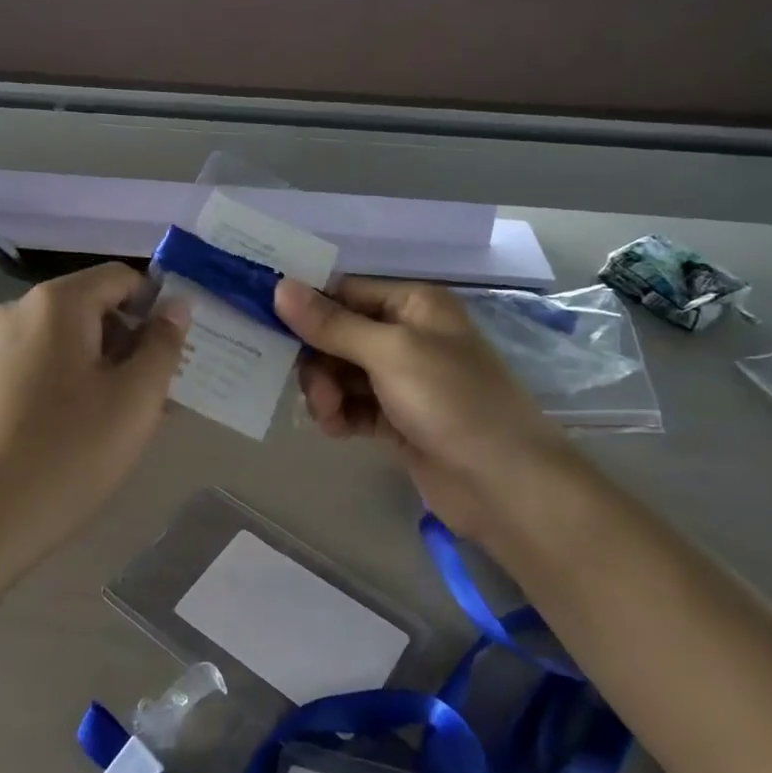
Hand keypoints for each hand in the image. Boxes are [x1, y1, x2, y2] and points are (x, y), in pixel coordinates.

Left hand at [0, 263, 188, 588]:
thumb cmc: (65, 456)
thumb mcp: (134, 401)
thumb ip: (163, 344)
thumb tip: (176, 305)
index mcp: (55, 304)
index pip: (121, 278)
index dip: (155, 308)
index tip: (167, 358)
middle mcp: (12, 311)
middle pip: (87, 308)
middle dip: (124, 344)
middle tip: (146, 400)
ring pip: (57, 342)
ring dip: (92, 368)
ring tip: (108, 425)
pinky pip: (27, 367)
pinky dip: (55, 385)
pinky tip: (62, 435)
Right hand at [274, 278, 574, 537]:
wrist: (505, 485)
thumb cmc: (452, 401)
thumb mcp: (389, 353)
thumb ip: (332, 323)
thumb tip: (279, 287)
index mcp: (412, 305)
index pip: (344, 292)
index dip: (306, 307)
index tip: (267, 324)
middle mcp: (406, 335)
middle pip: (337, 335)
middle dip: (318, 361)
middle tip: (316, 392)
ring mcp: (402, 380)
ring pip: (341, 373)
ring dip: (327, 392)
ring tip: (330, 416)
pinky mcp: (397, 418)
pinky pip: (353, 406)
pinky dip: (340, 415)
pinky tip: (338, 430)